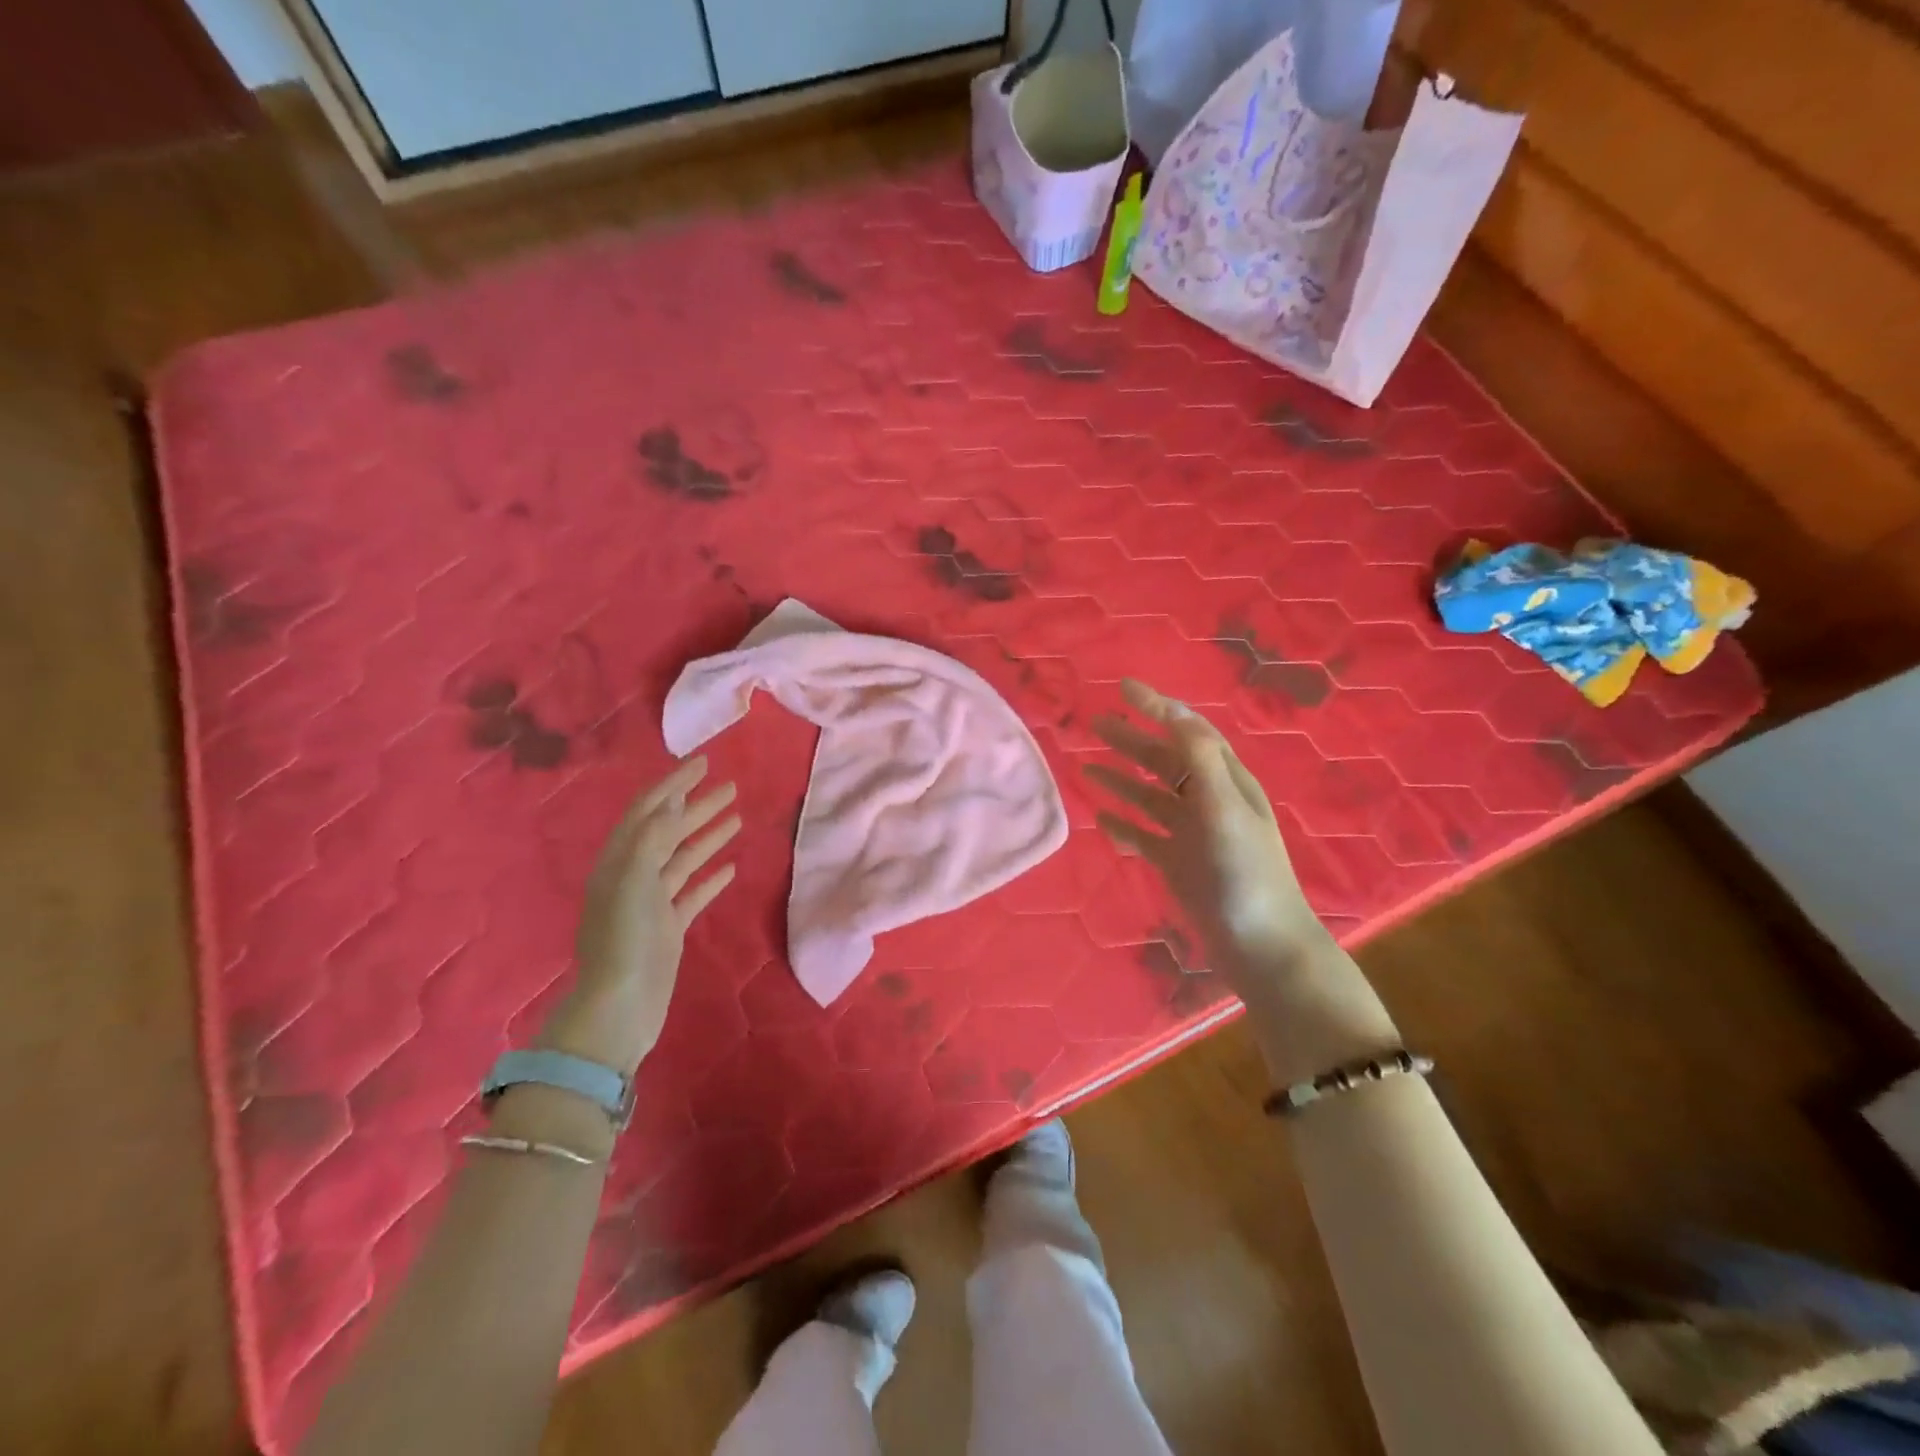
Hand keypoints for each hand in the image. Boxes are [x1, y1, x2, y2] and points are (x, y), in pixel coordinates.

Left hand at [541, 757, 740, 1074]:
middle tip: (730, 786)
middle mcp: (633, 876)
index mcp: (619, 861)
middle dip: (697, 806)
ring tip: (736, 816)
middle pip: (669, 831)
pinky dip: (710, 876)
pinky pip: (693, 892)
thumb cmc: (624, 939)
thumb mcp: (634, 880)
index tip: (703, 763)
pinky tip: (731, 866)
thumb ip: (654, 838)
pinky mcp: (669, 927)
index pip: (648, 810)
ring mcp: (652, 903)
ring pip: (683, 859)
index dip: (674, 784)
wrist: (621, 1007)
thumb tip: (673, 803)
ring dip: (707, 835)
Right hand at [1084, 680, 1326, 980]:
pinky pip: (1143, 836)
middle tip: (1095, 724)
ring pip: (1150, 797)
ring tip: (1086, 768)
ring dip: (1121, 780)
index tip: (1123, 688)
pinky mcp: (1178, 864)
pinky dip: (1123, 826)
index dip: (1158, 707)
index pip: (1188, 731)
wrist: (1260, 946)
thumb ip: (1201, 759)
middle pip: (1164, 761)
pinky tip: (1101, 822)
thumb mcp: (1225, 808)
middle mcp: (1208, 801)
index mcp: (1226, 781)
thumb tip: (1175, 713)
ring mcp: (1192, 834)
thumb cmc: (1244, 873)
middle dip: (1132, 740)